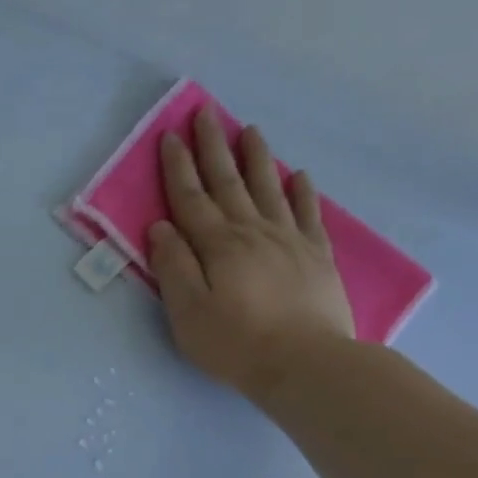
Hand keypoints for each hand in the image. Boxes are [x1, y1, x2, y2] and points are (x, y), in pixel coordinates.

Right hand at [148, 109, 355, 404]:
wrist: (306, 363)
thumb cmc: (236, 343)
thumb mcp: (188, 313)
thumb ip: (173, 267)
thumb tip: (161, 228)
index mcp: (217, 245)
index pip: (191, 198)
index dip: (178, 166)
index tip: (170, 135)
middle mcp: (252, 232)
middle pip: (229, 182)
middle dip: (213, 147)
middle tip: (206, 113)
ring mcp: (289, 240)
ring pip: (269, 188)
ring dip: (256, 158)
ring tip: (249, 130)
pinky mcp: (316, 256)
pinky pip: (308, 213)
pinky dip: (301, 191)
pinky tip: (298, 175)